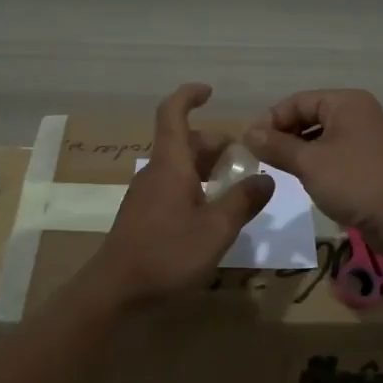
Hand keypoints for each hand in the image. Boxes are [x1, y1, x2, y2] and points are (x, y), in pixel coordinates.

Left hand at [91, 83, 274, 304]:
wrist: (116, 291)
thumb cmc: (167, 254)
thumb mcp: (216, 229)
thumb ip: (242, 201)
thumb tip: (266, 178)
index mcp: (170, 164)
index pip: (173, 113)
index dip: (189, 96)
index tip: (210, 92)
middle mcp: (155, 172)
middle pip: (185, 143)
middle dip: (216, 145)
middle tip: (246, 162)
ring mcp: (146, 195)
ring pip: (180, 167)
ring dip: (208, 169)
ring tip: (236, 188)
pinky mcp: (144, 216)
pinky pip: (173, 187)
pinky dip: (196, 188)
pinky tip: (212, 214)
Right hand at [243, 89, 382, 237]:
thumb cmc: (357, 181)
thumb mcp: (310, 163)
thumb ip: (277, 146)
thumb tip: (248, 133)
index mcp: (346, 102)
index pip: (297, 101)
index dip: (271, 120)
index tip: (250, 144)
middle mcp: (357, 114)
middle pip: (309, 116)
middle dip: (284, 135)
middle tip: (261, 159)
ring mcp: (366, 140)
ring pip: (321, 138)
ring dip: (298, 152)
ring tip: (279, 171)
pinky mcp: (370, 165)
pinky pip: (335, 156)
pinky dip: (316, 165)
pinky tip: (305, 181)